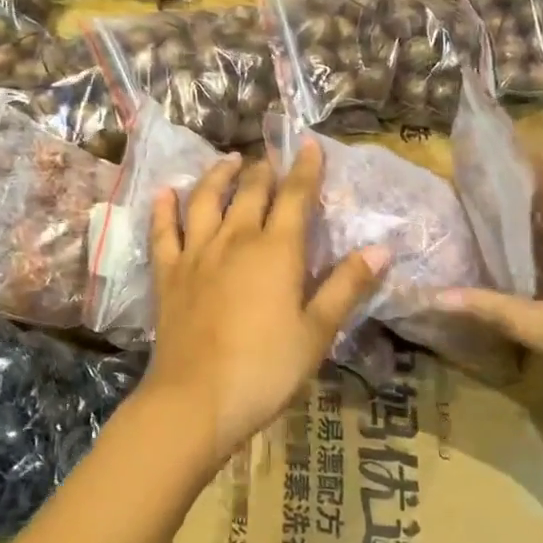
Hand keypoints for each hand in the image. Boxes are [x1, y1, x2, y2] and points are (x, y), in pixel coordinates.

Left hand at [141, 139, 387, 461]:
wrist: (197, 398)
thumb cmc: (266, 368)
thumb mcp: (317, 332)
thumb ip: (346, 287)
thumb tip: (380, 249)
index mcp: (276, 250)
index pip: (295, 196)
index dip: (305, 168)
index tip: (309, 144)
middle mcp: (235, 238)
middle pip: (251, 191)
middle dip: (264, 169)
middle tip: (270, 157)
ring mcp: (197, 252)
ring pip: (206, 199)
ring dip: (218, 175)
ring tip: (229, 160)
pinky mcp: (168, 272)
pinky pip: (163, 231)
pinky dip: (164, 208)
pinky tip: (165, 192)